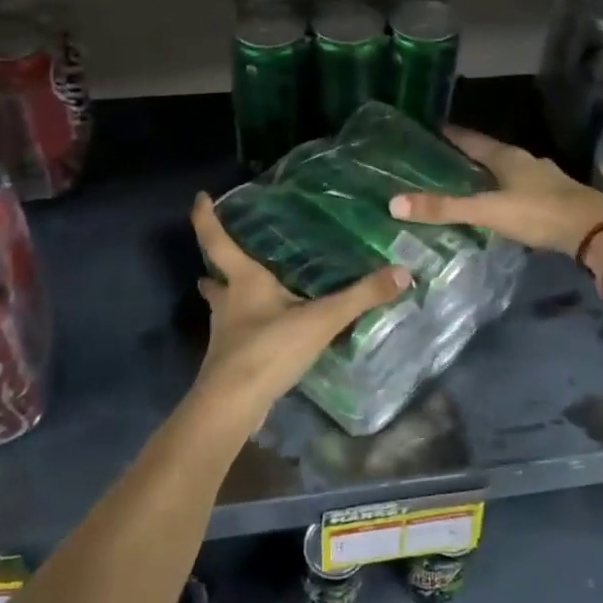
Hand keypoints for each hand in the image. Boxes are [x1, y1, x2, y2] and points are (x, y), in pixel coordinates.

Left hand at [188, 192, 409, 422]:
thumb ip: (360, 296)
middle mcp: (228, 302)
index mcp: (244, 280)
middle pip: (215, 276)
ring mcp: (225, 333)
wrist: (234, 405)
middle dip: (217, 265)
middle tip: (233, 254)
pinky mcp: (230, 360)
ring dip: (229, 298)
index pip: (216, 240)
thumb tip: (403, 272)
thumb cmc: (269, 349)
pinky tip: (266, 332)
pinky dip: (246, 327)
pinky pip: (236, 334)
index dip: (206, 217)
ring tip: (247, 293)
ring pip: (222, 306)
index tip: (200, 197)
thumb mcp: (321, 320)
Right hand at [388, 127, 602, 256]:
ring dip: (487, 174)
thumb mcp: (487, 211)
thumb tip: (394, 203)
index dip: (452, 134)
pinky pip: (520, 189)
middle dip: (467, 155)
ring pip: (507, 171)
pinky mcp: (554, 198)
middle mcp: (525, 161)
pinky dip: (503, 192)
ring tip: (465, 182)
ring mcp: (543, 179)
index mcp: (507, 157)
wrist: (595, 230)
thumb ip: (445, 209)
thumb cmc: (539, 213)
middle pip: (490, 153)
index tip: (431, 128)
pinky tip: (497, 204)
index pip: (472, 140)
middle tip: (441, 159)